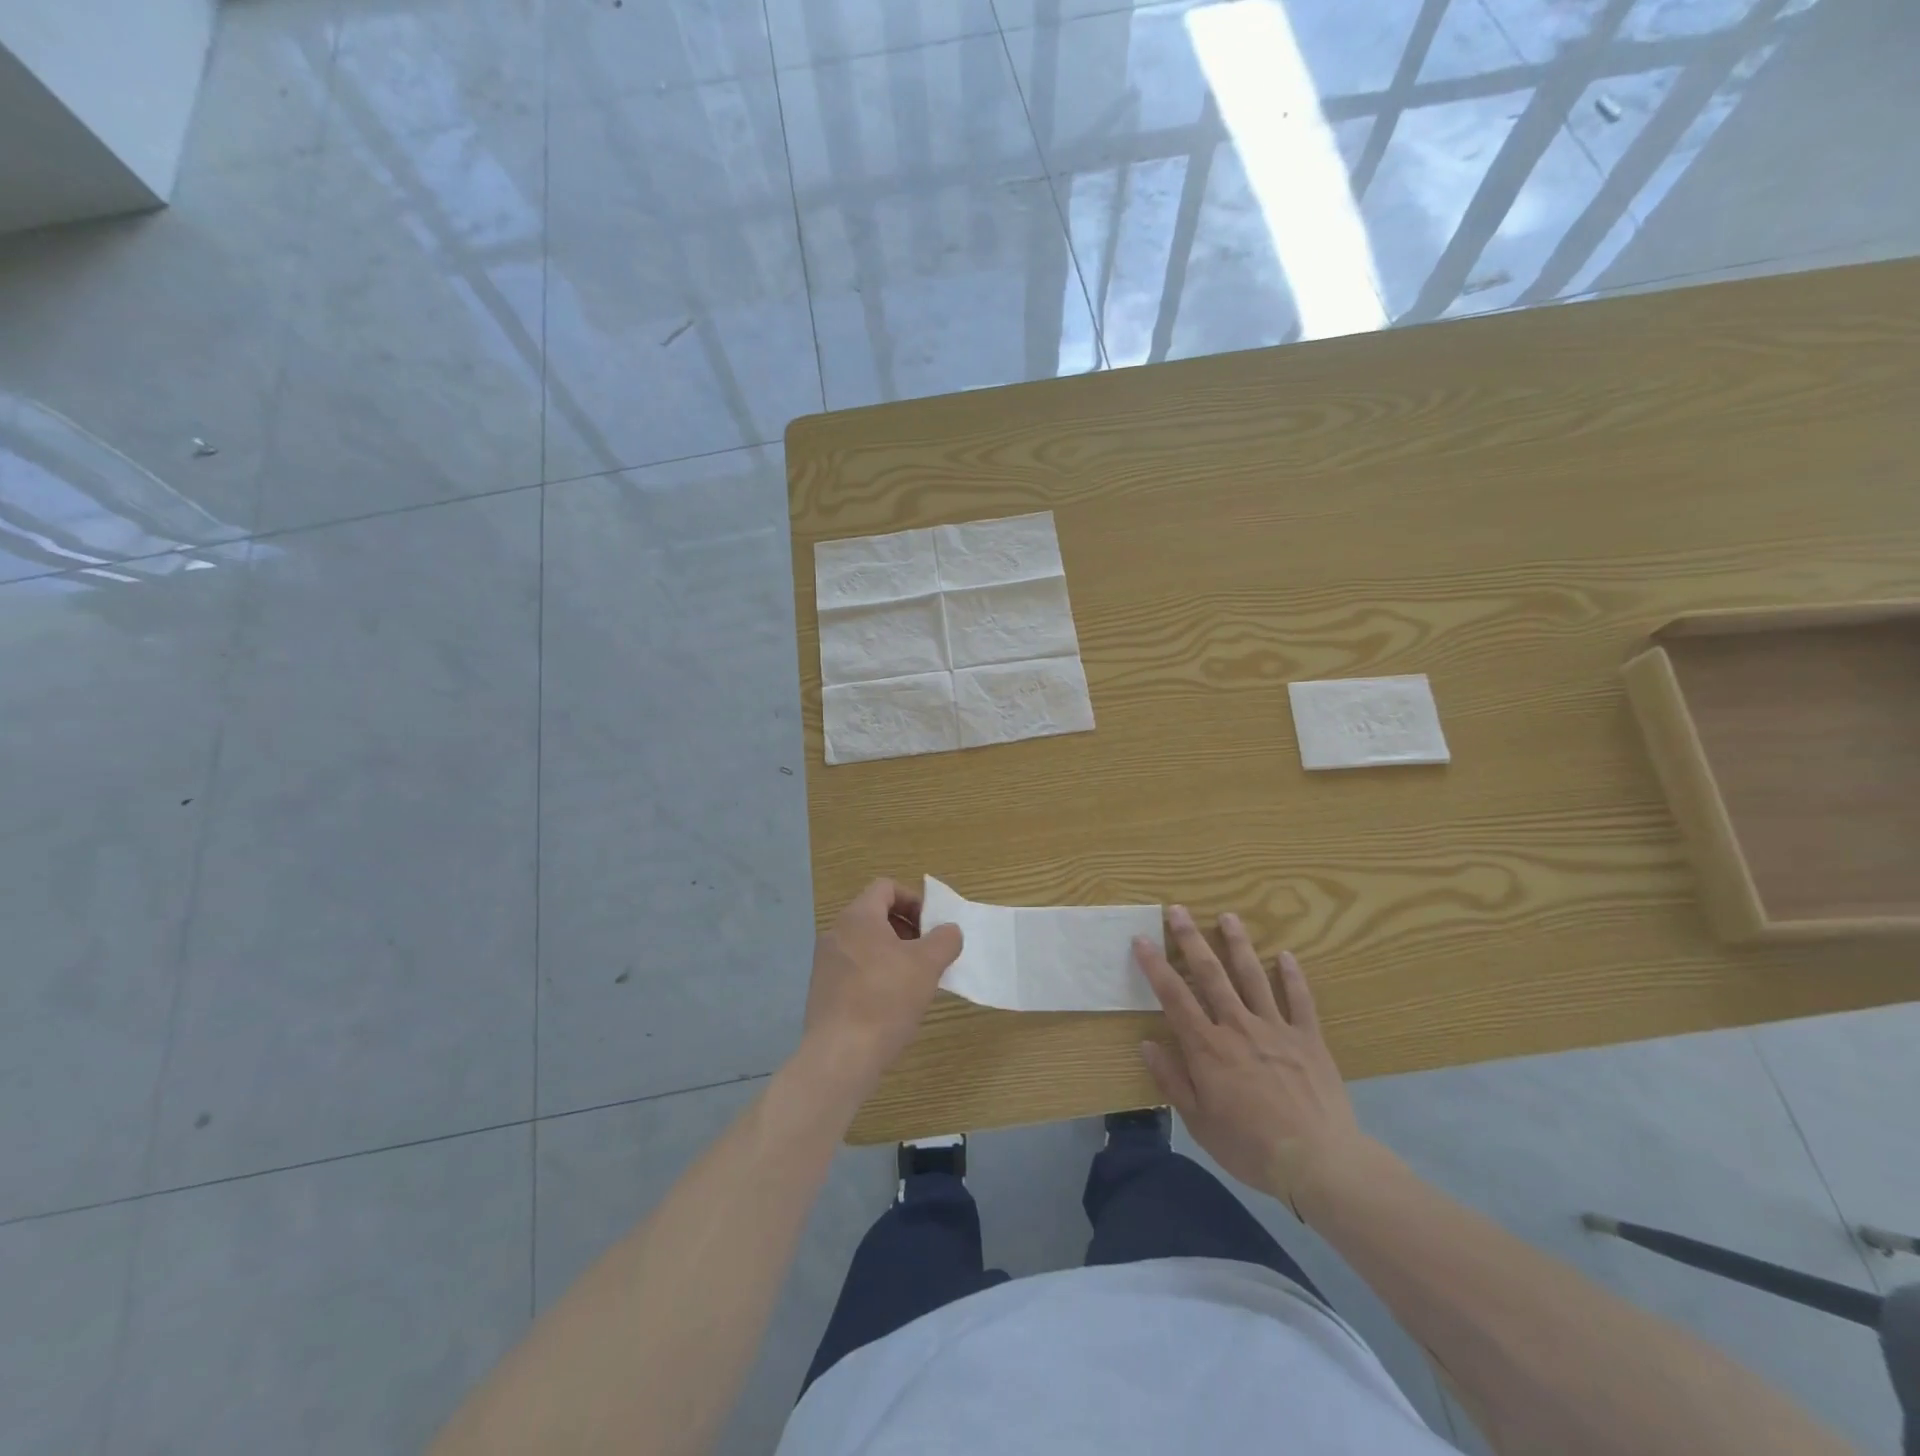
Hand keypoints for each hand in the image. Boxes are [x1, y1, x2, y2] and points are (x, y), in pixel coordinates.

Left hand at [800, 879, 962, 1098]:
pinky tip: (892, 1004)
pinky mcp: (822, 991)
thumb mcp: (927, 965)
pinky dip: (875, 975)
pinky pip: (854, 969)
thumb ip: (944, 940)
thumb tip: (949, 931)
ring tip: (914, 981)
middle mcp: (836, 933)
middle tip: (928, 954)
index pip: (886, 887)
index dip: (914, 900)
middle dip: (906, 929)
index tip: (932, 926)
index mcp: (858, 917)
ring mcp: (825, 963)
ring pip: (865, 944)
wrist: (840, 1055)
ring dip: (892, 954)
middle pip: (875, 915)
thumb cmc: (886, 999)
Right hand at [1133, 907, 1364, 1217]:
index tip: (1141, 939)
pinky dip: (1293, 976)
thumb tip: (1147, 1044)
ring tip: (1228, 916)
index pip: (1174, 997)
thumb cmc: (1250, 1147)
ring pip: (1253, 976)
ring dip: (1238, 944)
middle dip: (1191, 940)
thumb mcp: (1199, 1122)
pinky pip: (1300, 1000)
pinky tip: (1286, 955)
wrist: (1318, 1163)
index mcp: (1208, 1048)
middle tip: (1178, 910)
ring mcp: (1276, 1029)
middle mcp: (1238, 1027)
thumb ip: (1172, 1080)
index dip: (1155, 966)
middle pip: (1210, 975)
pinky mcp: (1308, 1039)